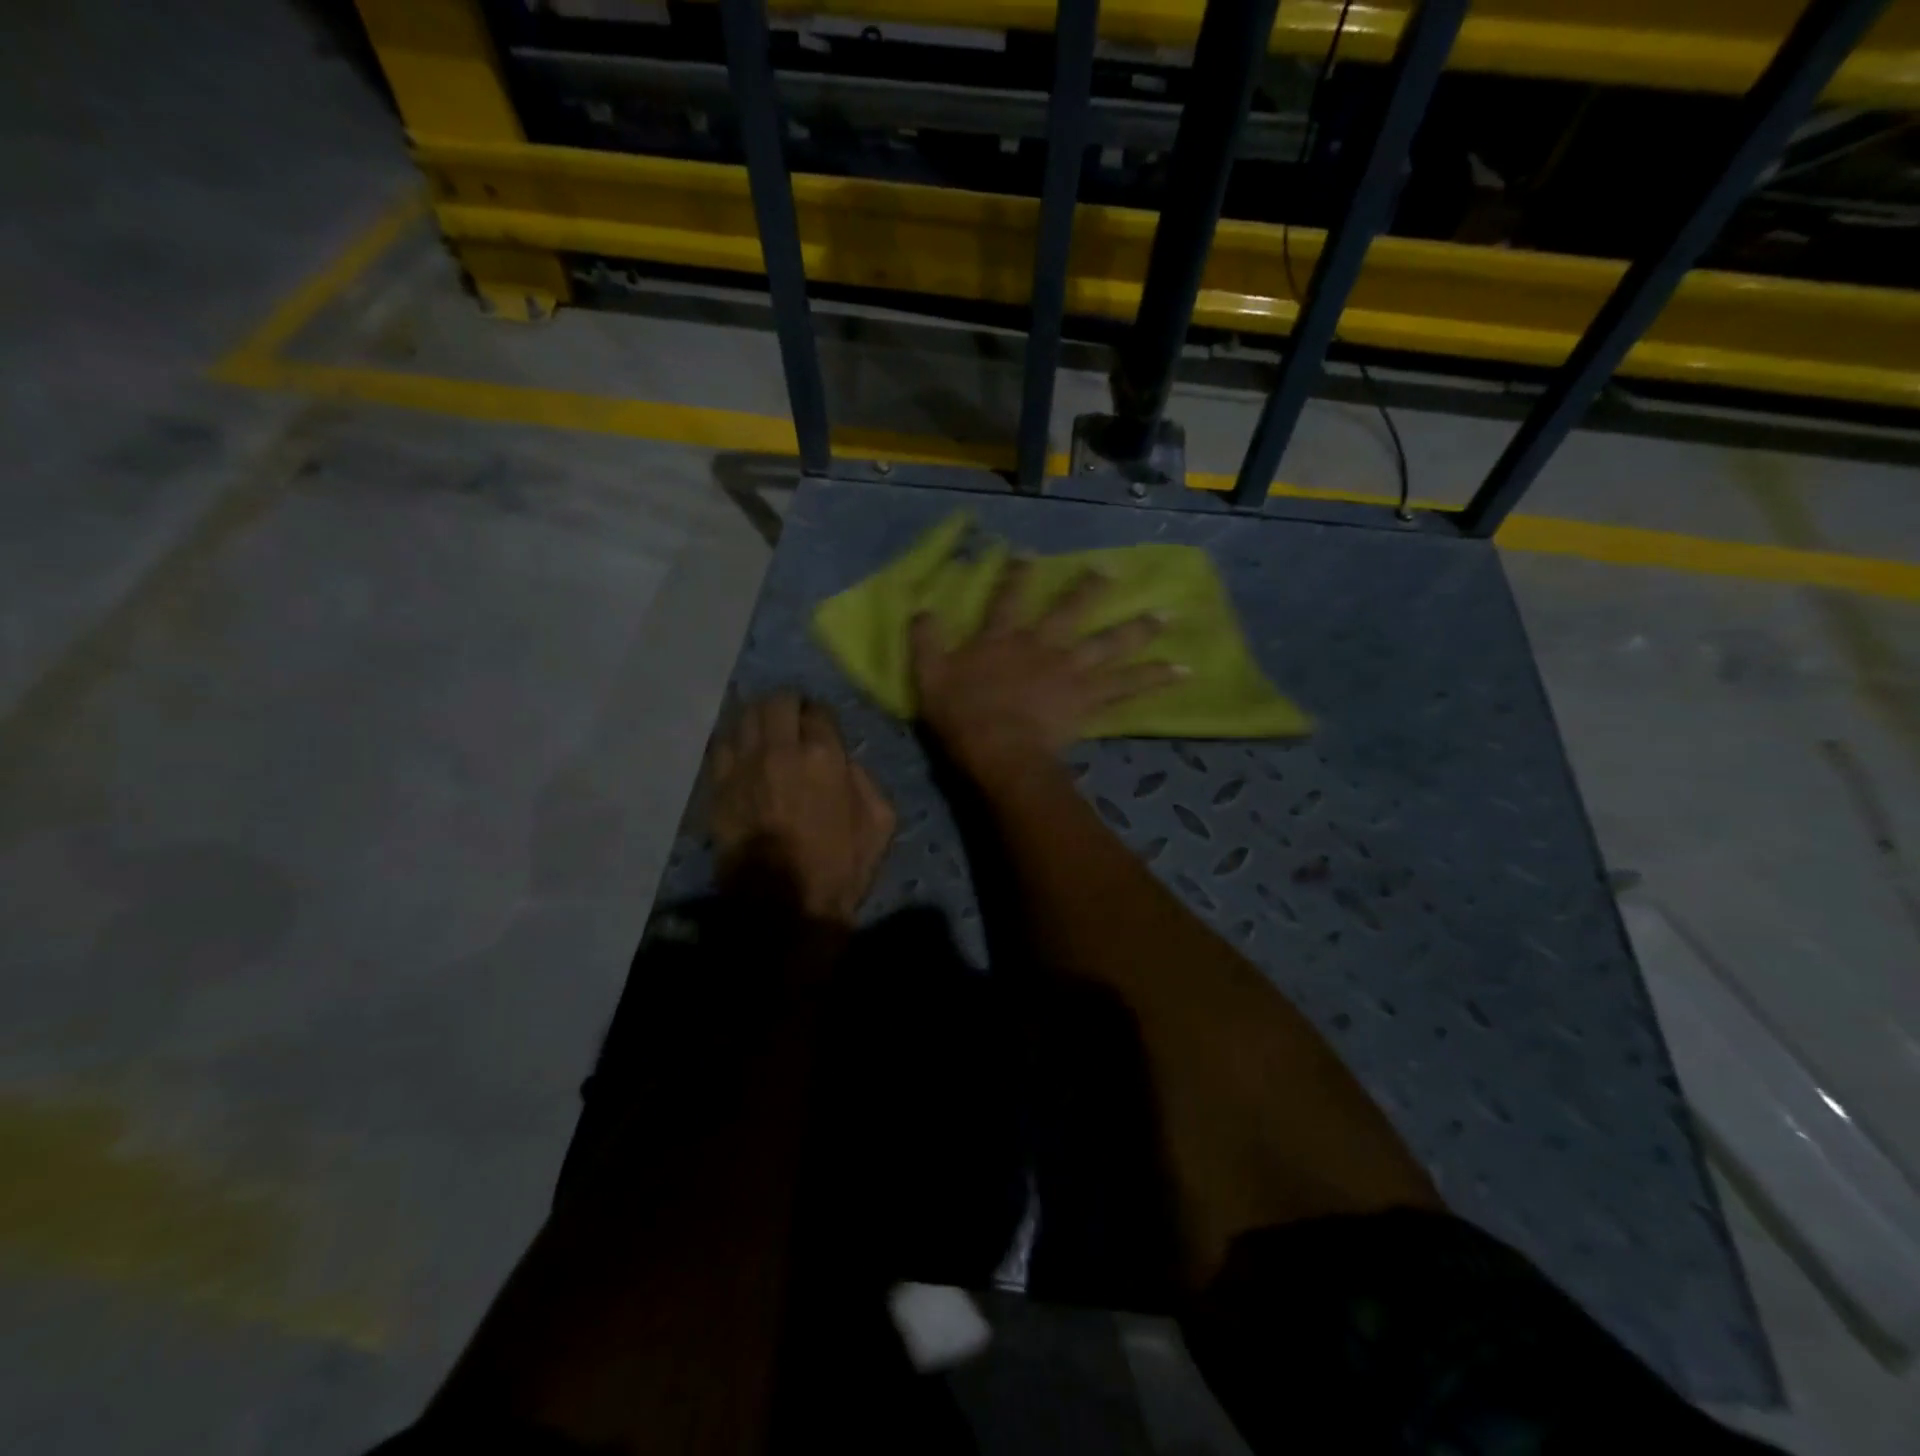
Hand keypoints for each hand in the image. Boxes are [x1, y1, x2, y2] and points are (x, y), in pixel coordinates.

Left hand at [709, 694, 895, 926]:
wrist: (785, 908)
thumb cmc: (840, 868)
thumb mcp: (881, 823)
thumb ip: (866, 780)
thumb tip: (846, 762)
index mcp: (823, 756)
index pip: (818, 710)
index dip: (820, 715)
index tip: (820, 726)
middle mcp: (779, 751)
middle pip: (777, 702)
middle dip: (787, 705)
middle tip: (792, 720)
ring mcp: (742, 768)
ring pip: (743, 717)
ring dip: (757, 717)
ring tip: (764, 730)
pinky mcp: (717, 788)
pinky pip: (719, 746)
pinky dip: (732, 741)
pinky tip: (741, 752)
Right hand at [911, 558, 1182, 779]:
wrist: (999, 751)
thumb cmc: (963, 716)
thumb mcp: (929, 676)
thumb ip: (925, 641)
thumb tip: (921, 608)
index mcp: (1004, 638)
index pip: (1009, 597)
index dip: (1018, 573)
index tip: (1029, 551)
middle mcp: (1043, 646)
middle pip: (1072, 612)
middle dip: (1092, 590)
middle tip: (1115, 571)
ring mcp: (1071, 673)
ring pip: (1110, 646)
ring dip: (1139, 631)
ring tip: (1167, 618)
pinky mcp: (1089, 701)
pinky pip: (1126, 689)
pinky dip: (1154, 680)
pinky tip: (1181, 673)